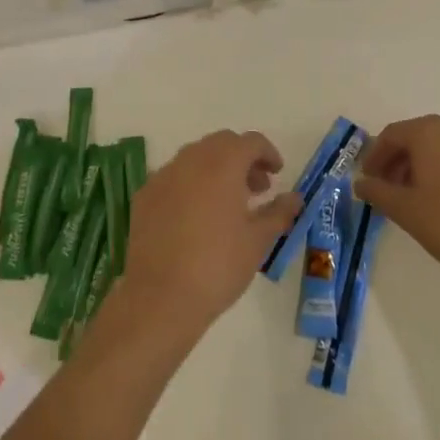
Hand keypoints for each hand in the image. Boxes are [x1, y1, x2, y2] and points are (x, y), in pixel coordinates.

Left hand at [115, 130, 300, 341]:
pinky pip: (174, 177)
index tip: (277, 174)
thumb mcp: (258, 241)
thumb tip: (294, 198)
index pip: (251, 141)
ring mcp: (164, 175)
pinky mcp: (145, 195)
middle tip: (257, 189)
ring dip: (216, 169)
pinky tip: (196, 216)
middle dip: (242, 159)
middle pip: (222, 143)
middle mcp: (191, 159)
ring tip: (228, 203)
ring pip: (195, 157)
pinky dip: (191, 184)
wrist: (160, 298)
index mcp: (223, 163)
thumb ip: (279, 212)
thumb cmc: (218, 265)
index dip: (268, 153)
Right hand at [353, 115, 439, 281]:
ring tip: (409, 199)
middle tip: (384, 191)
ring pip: (435, 147)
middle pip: (413, 138)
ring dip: (416, 167)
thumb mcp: (406, 210)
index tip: (367, 182)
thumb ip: (378, 192)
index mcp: (428, 131)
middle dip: (395, 162)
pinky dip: (438, 171)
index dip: (374, 158)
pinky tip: (437, 200)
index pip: (390, 136)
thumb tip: (360, 183)